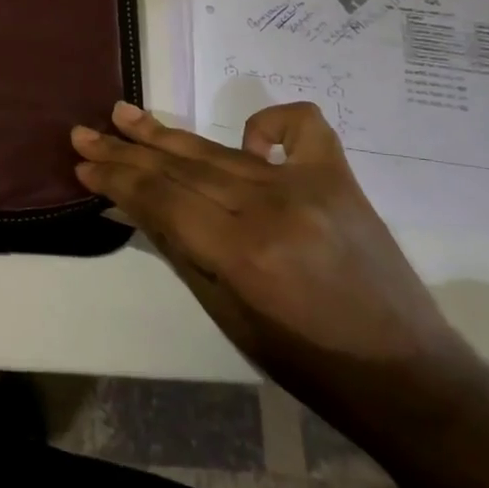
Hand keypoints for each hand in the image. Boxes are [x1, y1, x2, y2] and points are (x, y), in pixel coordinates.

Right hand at [71, 101, 485, 443]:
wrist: (405, 373)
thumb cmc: (305, 362)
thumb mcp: (227, 315)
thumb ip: (181, 250)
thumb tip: (135, 205)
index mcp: (241, 252)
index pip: (160, 199)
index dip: (116, 180)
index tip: (83, 166)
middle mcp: (271, 207)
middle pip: (180, 168)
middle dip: (126, 151)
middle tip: (86, 134)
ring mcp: (308, 185)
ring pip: (219, 150)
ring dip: (167, 135)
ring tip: (125, 114)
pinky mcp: (339, 177)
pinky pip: (301, 126)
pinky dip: (268, 122)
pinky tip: (246, 135)